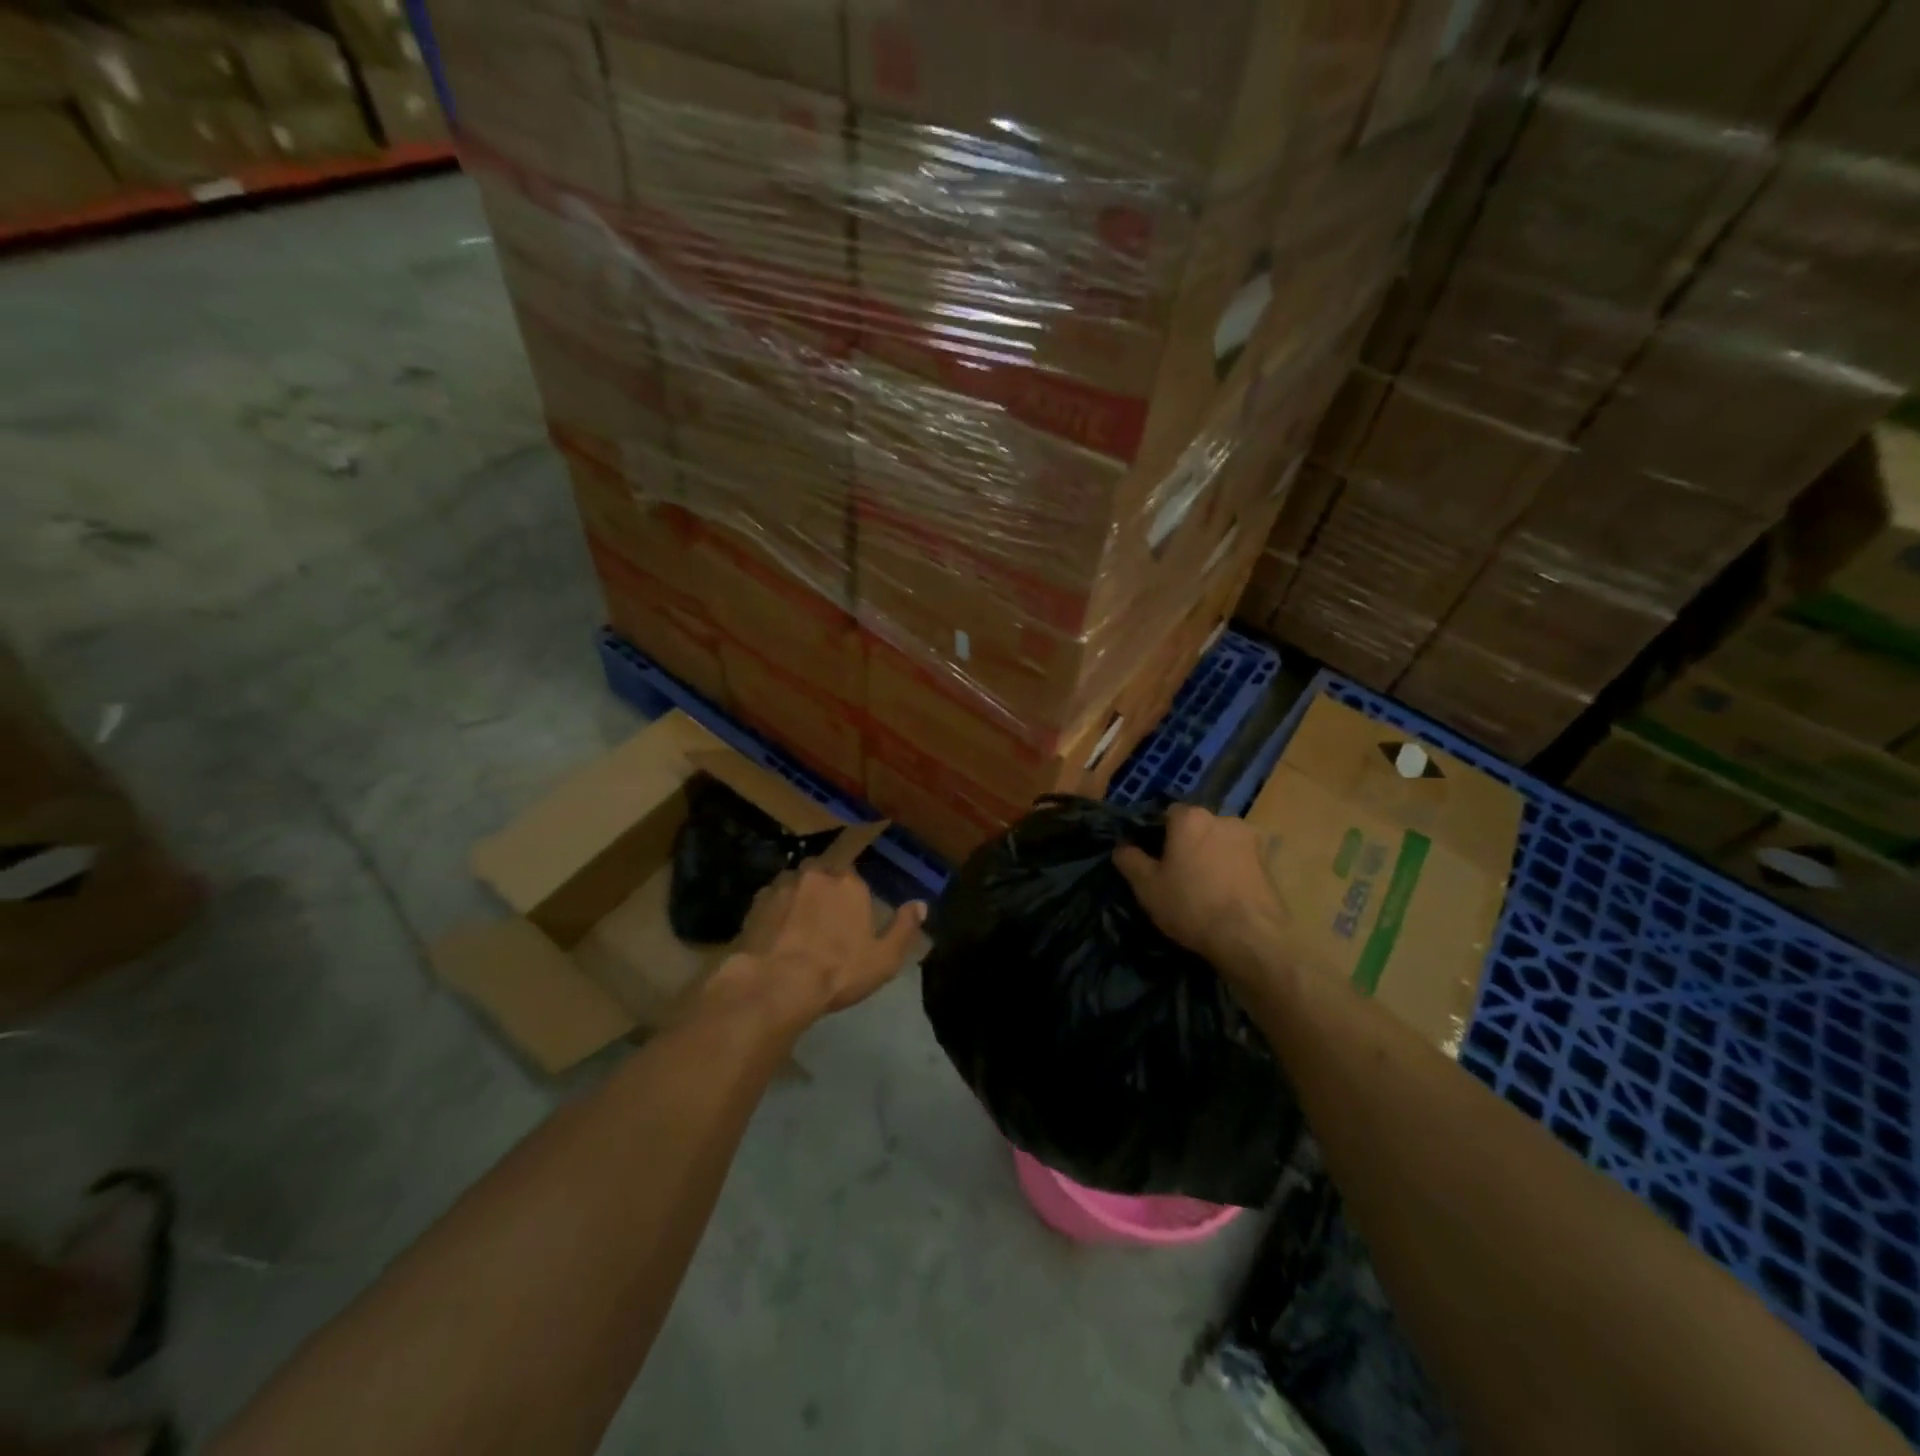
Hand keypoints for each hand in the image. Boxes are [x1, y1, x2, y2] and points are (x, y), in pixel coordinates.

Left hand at [715, 862, 925, 1027]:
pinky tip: (774, 936)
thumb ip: (904, 927)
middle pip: (823, 875)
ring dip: (798, 900)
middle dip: (824, 892)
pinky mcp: (756, 902)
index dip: (851, 899)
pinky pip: (771, 901)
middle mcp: (816, 874)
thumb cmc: (838, 972)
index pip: (854, 879)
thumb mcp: (884, 958)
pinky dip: (774, 913)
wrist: (776, 984)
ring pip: (795, 885)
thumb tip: (921, 904)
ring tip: (796, 929)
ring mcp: (783, 885)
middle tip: (823, 923)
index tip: (849, 921)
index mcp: (849, 883)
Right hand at [1113, 805, 1287, 984]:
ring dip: (1210, 856)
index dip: (1156, 835)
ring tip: (1202, 887)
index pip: (1166, 814)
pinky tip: (1223, 895)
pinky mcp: (1269, 862)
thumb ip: (1130, 860)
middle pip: (1196, 827)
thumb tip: (1122, 847)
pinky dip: (1229, 870)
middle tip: (1175, 875)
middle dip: (1186, 844)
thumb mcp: (1147, 887)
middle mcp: (1222, 818)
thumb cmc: (1191, 905)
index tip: (1152, 859)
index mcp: (1190, 818)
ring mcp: (1250, 839)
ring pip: (1219, 842)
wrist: (1250, 938)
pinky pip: (1238, 860)